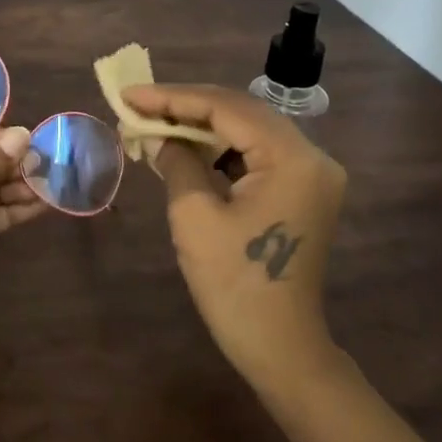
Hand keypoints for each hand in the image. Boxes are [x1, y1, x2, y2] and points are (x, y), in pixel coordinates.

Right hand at [123, 84, 348, 399]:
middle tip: (137, 105)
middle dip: (185, 106)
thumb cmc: (234, 284)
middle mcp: (312, 156)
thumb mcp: (194, 216)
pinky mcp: (303, 190)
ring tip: (154, 123)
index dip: (173, 97)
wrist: (280, 347)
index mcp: (292, 158)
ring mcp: (312, 174)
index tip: (129, 95)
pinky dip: (220, 148)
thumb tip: (157, 134)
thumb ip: (176, 161)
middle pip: (241, 112)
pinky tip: (186, 148)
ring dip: (201, 125)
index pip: (227, 108)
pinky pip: (257, 153)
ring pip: (248, 130)